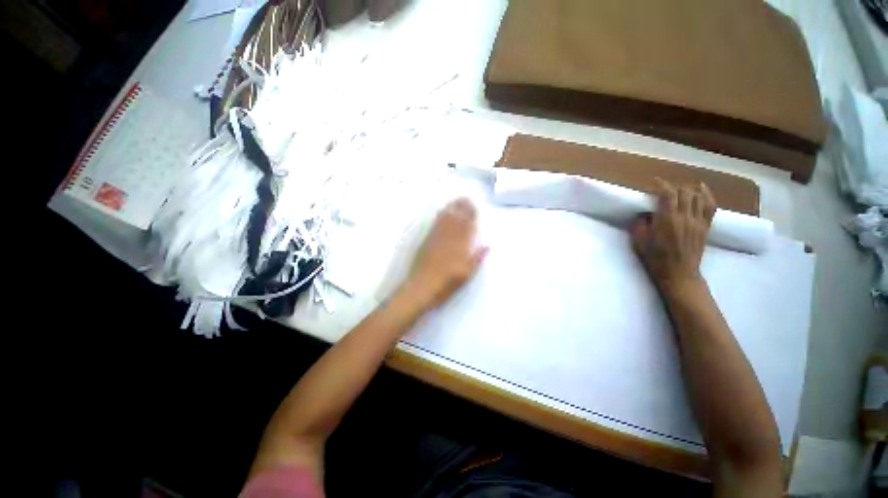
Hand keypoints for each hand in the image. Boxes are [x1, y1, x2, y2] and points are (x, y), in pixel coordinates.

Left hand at [403, 198, 488, 309]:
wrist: (421, 288)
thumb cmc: (446, 284)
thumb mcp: (466, 275)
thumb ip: (477, 259)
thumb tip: (487, 246)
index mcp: (461, 247)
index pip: (468, 227)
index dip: (471, 216)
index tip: (475, 206)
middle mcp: (449, 239)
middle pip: (457, 219)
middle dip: (462, 208)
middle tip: (466, 198)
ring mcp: (436, 239)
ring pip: (445, 219)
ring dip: (451, 208)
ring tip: (456, 201)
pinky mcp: (427, 241)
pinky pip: (435, 224)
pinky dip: (440, 216)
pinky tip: (442, 211)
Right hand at [630, 180, 715, 294]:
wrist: (679, 274)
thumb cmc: (655, 259)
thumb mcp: (639, 242)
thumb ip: (640, 225)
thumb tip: (643, 214)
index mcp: (666, 220)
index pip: (667, 195)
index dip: (661, 185)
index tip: (654, 182)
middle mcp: (684, 217)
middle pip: (683, 193)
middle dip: (673, 187)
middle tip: (663, 190)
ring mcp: (697, 221)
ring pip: (697, 197)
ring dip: (687, 190)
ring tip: (679, 190)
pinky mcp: (705, 227)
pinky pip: (710, 206)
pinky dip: (707, 194)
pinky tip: (701, 189)